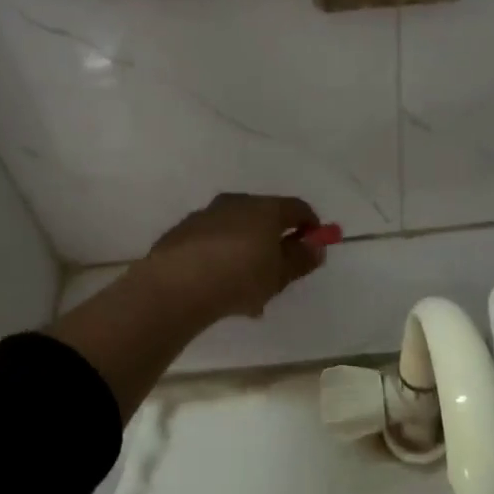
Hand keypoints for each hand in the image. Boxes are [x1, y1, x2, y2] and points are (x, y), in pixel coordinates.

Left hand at [137, 193, 325, 321]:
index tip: (314, 246)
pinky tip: (219, 287)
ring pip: (236, 231)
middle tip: (279, 272)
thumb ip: (302, 259)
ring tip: (247, 291)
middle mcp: (235, 203)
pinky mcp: (181, 232)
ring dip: (246, 253)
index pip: (297, 208)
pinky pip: (212, 242)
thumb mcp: (280, 275)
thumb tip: (316, 246)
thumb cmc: (240, 277)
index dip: (310, 225)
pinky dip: (221, 258)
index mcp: (265, 208)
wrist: (176, 286)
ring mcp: (205, 215)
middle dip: (275, 242)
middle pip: (264, 217)